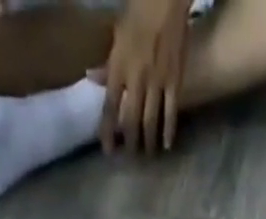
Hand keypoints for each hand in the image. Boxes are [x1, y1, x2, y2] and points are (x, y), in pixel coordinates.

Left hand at [96, 0, 188, 154]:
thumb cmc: (139, 13)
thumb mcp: (117, 36)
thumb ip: (108, 63)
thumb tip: (91, 78)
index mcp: (119, 67)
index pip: (109, 107)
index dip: (107, 132)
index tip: (108, 151)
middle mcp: (136, 79)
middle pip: (130, 120)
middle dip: (129, 142)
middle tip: (130, 157)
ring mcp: (156, 81)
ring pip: (150, 121)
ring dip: (147, 142)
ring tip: (147, 154)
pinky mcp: (174, 81)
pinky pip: (170, 112)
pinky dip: (168, 131)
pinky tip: (166, 145)